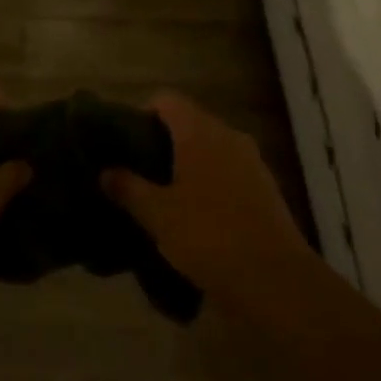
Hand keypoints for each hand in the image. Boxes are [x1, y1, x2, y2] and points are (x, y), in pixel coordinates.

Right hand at [102, 92, 314, 312]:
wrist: (274, 280)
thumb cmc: (208, 236)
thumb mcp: (157, 215)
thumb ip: (128, 188)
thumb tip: (106, 171)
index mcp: (200, 132)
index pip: (167, 100)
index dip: (143, 113)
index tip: (126, 141)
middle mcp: (228, 136)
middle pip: (189, 122)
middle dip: (162, 141)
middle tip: (138, 170)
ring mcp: (251, 161)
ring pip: (210, 148)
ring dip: (186, 163)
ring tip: (162, 194)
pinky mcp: (265, 188)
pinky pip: (228, 171)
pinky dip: (208, 182)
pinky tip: (194, 213)